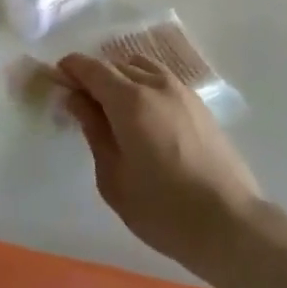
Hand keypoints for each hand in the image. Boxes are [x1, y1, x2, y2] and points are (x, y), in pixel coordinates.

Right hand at [57, 53, 263, 275]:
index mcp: (130, 100)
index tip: (57, 77)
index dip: (72, 68)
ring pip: (143, 67)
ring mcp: (182, 92)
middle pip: (118, 64)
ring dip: (122, 76)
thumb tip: (78, 100)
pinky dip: (144, 84)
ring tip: (111, 105)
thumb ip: (94, 131)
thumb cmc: (162, 208)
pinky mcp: (199, 105)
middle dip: (95, 74)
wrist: (229, 222)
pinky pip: (163, 80)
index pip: (93, 69)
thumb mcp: (113, 177)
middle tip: (80, 99)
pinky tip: (142, 113)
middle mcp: (156, 85)